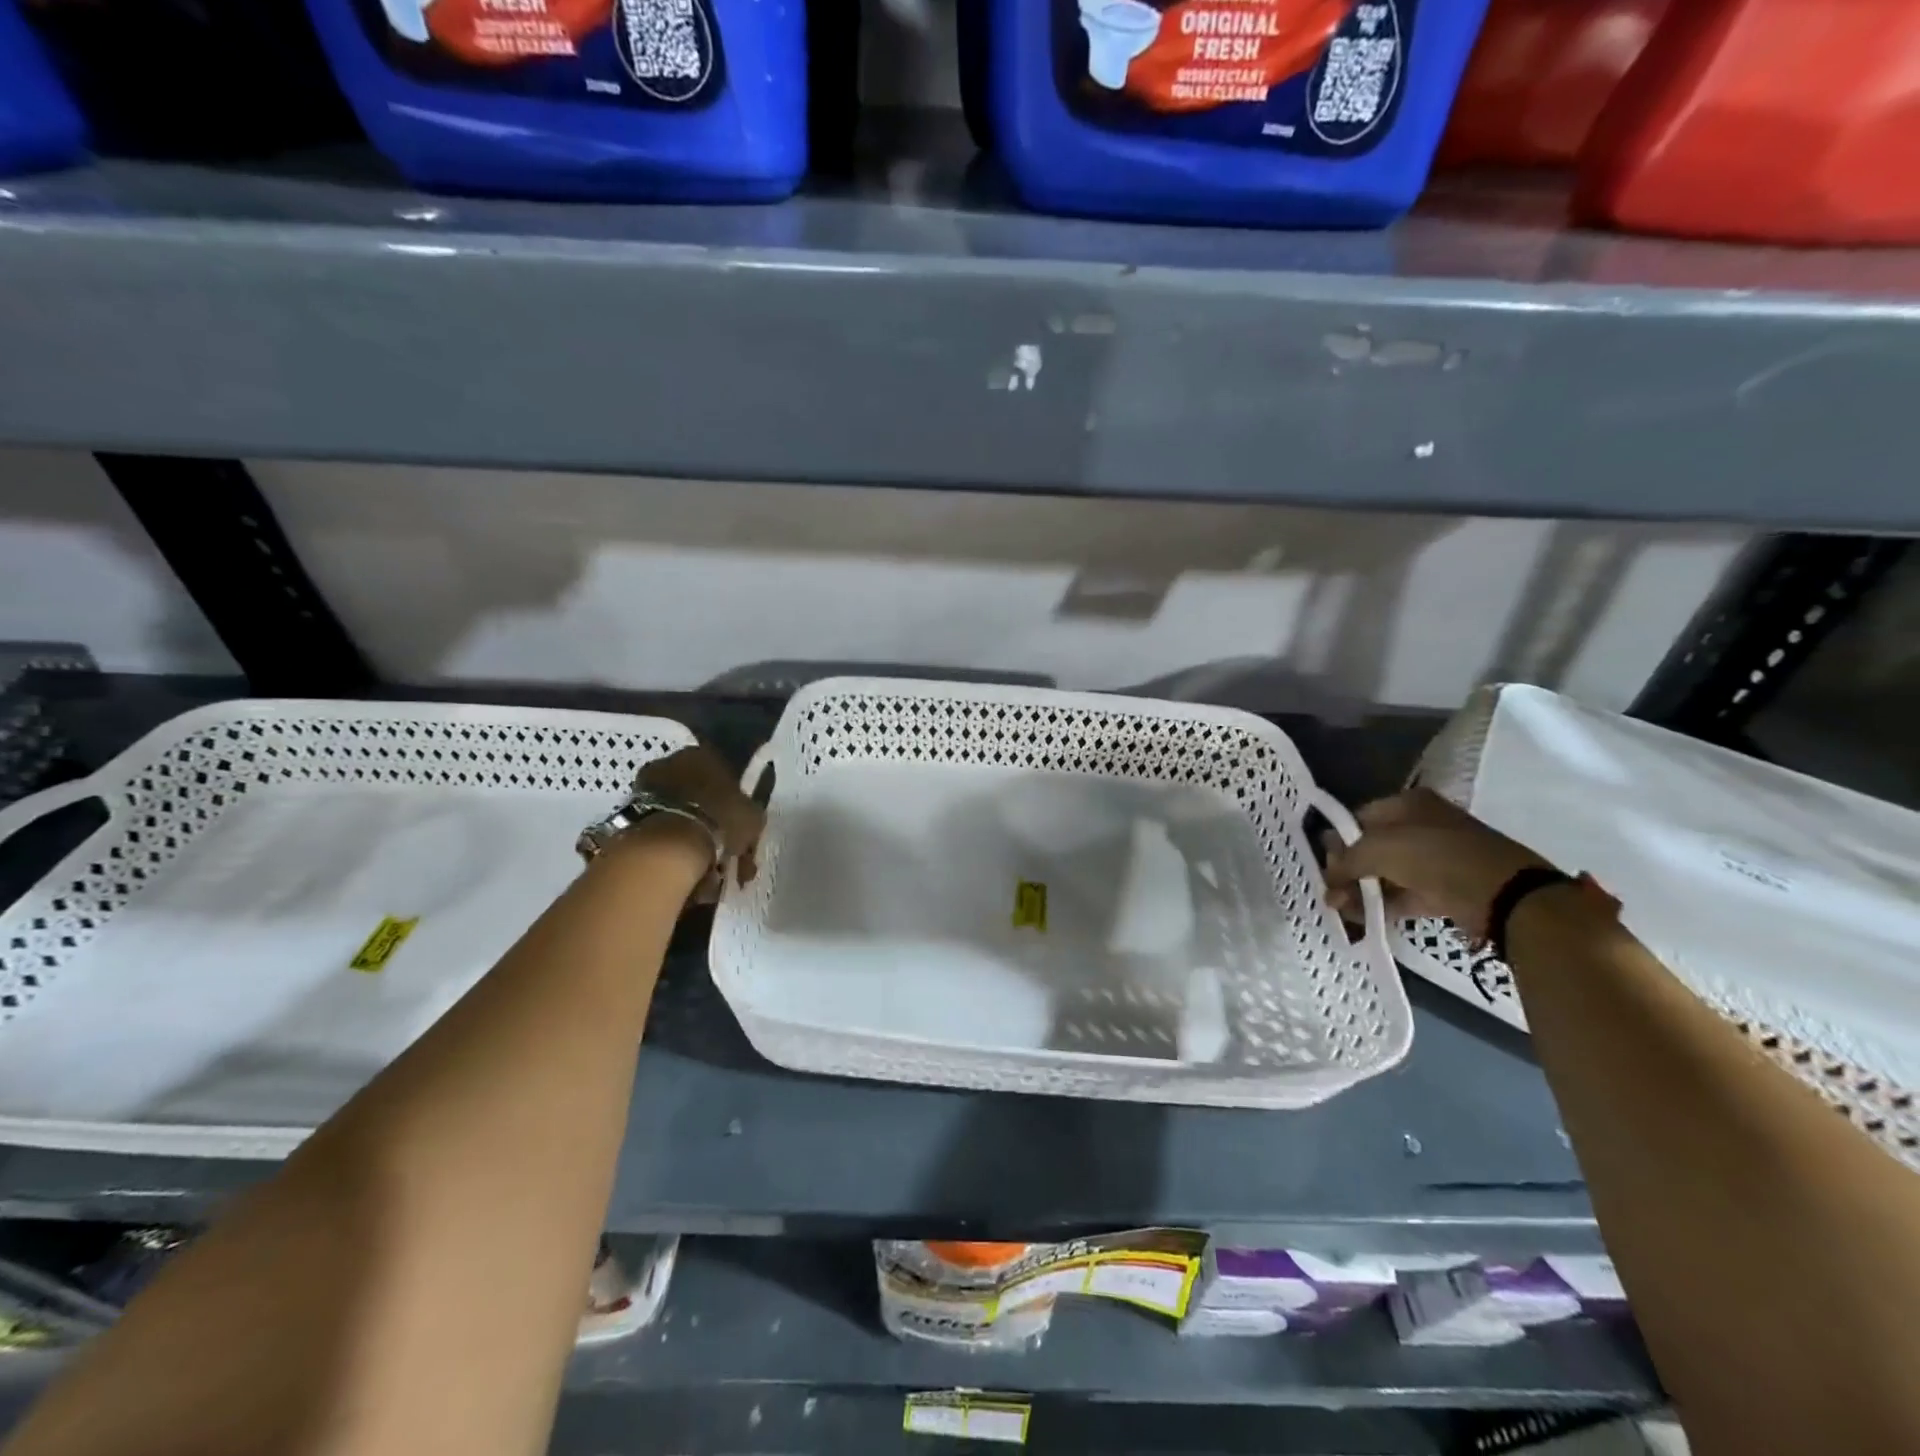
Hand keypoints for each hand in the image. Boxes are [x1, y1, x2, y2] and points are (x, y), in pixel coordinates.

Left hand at [635, 744, 764, 894]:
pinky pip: (660, 832)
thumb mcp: (753, 817)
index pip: (723, 773)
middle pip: (697, 795)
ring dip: (692, 839)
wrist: (669, 845)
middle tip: (724, 853)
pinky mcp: (628, 813)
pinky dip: (671, 849)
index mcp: (703, 754)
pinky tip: (686, 871)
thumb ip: (750, 813)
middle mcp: (670, 763)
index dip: (733, 803)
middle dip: (711, 823)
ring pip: (678, 816)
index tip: (738, 827)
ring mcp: (645, 787)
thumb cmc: (720, 820)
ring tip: (706, 872)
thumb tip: (746, 820)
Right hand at [1323, 788, 1549, 937]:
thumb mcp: (1379, 849)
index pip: (1359, 818)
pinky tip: (1359, 917)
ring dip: (1360, 890)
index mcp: (1407, 804)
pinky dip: (1381, 905)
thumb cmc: (1434, 856)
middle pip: (1372, 847)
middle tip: (1329, 889)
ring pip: (1386, 873)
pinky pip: (1403, 895)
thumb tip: (1328, 880)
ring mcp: (1434, 859)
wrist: (1501, 893)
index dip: (1338, 840)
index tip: (1323, 863)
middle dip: (1347, 869)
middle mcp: (1420, 826)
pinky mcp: (1443, 889)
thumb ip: (1346, 862)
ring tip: (1338, 908)